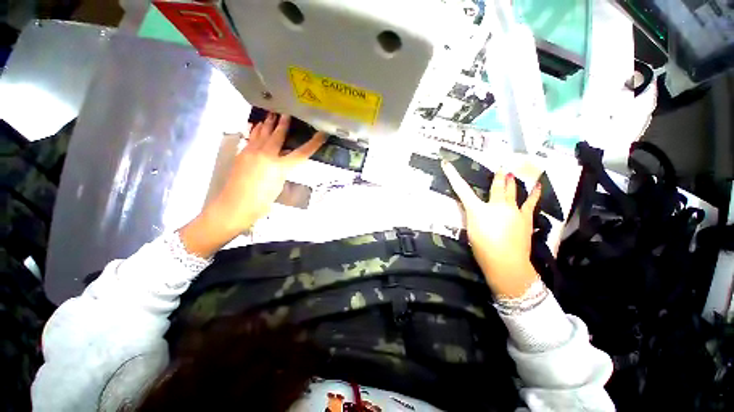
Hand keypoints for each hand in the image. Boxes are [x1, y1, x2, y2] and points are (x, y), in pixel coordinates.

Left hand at [210, 113, 325, 231]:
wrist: (234, 206)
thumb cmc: (261, 202)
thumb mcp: (278, 186)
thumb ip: (282, 170)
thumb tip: (283, 161)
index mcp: (279, 166)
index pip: (301, 153)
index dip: (313, 144)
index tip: (322, 134)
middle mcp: (265, 155)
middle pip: (277, 136)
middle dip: (283, 124)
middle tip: (286, 113)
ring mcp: (251, 152)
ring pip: (262, 133)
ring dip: (268, 124)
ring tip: (271, 114)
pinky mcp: (242, 154)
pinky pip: (251, 138)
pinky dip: (255, 130)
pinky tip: (256, 125)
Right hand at [442, 161, 540, 297]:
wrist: (506, 264)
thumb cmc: (483, 249)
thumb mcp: (471, 231)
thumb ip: (473, 216)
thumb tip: (476, 209)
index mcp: (478, 210)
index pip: (461, 190)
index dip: (453, 176)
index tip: (447, 164)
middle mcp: (496, 205)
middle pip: (496, 186)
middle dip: (497, 176)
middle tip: (500, 166)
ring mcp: (513, 210)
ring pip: (512, 190)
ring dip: (512, 181)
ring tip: (512, 171)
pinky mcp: (525, 217)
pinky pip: (530, 202)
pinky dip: (534, 193)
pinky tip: (538, 185)